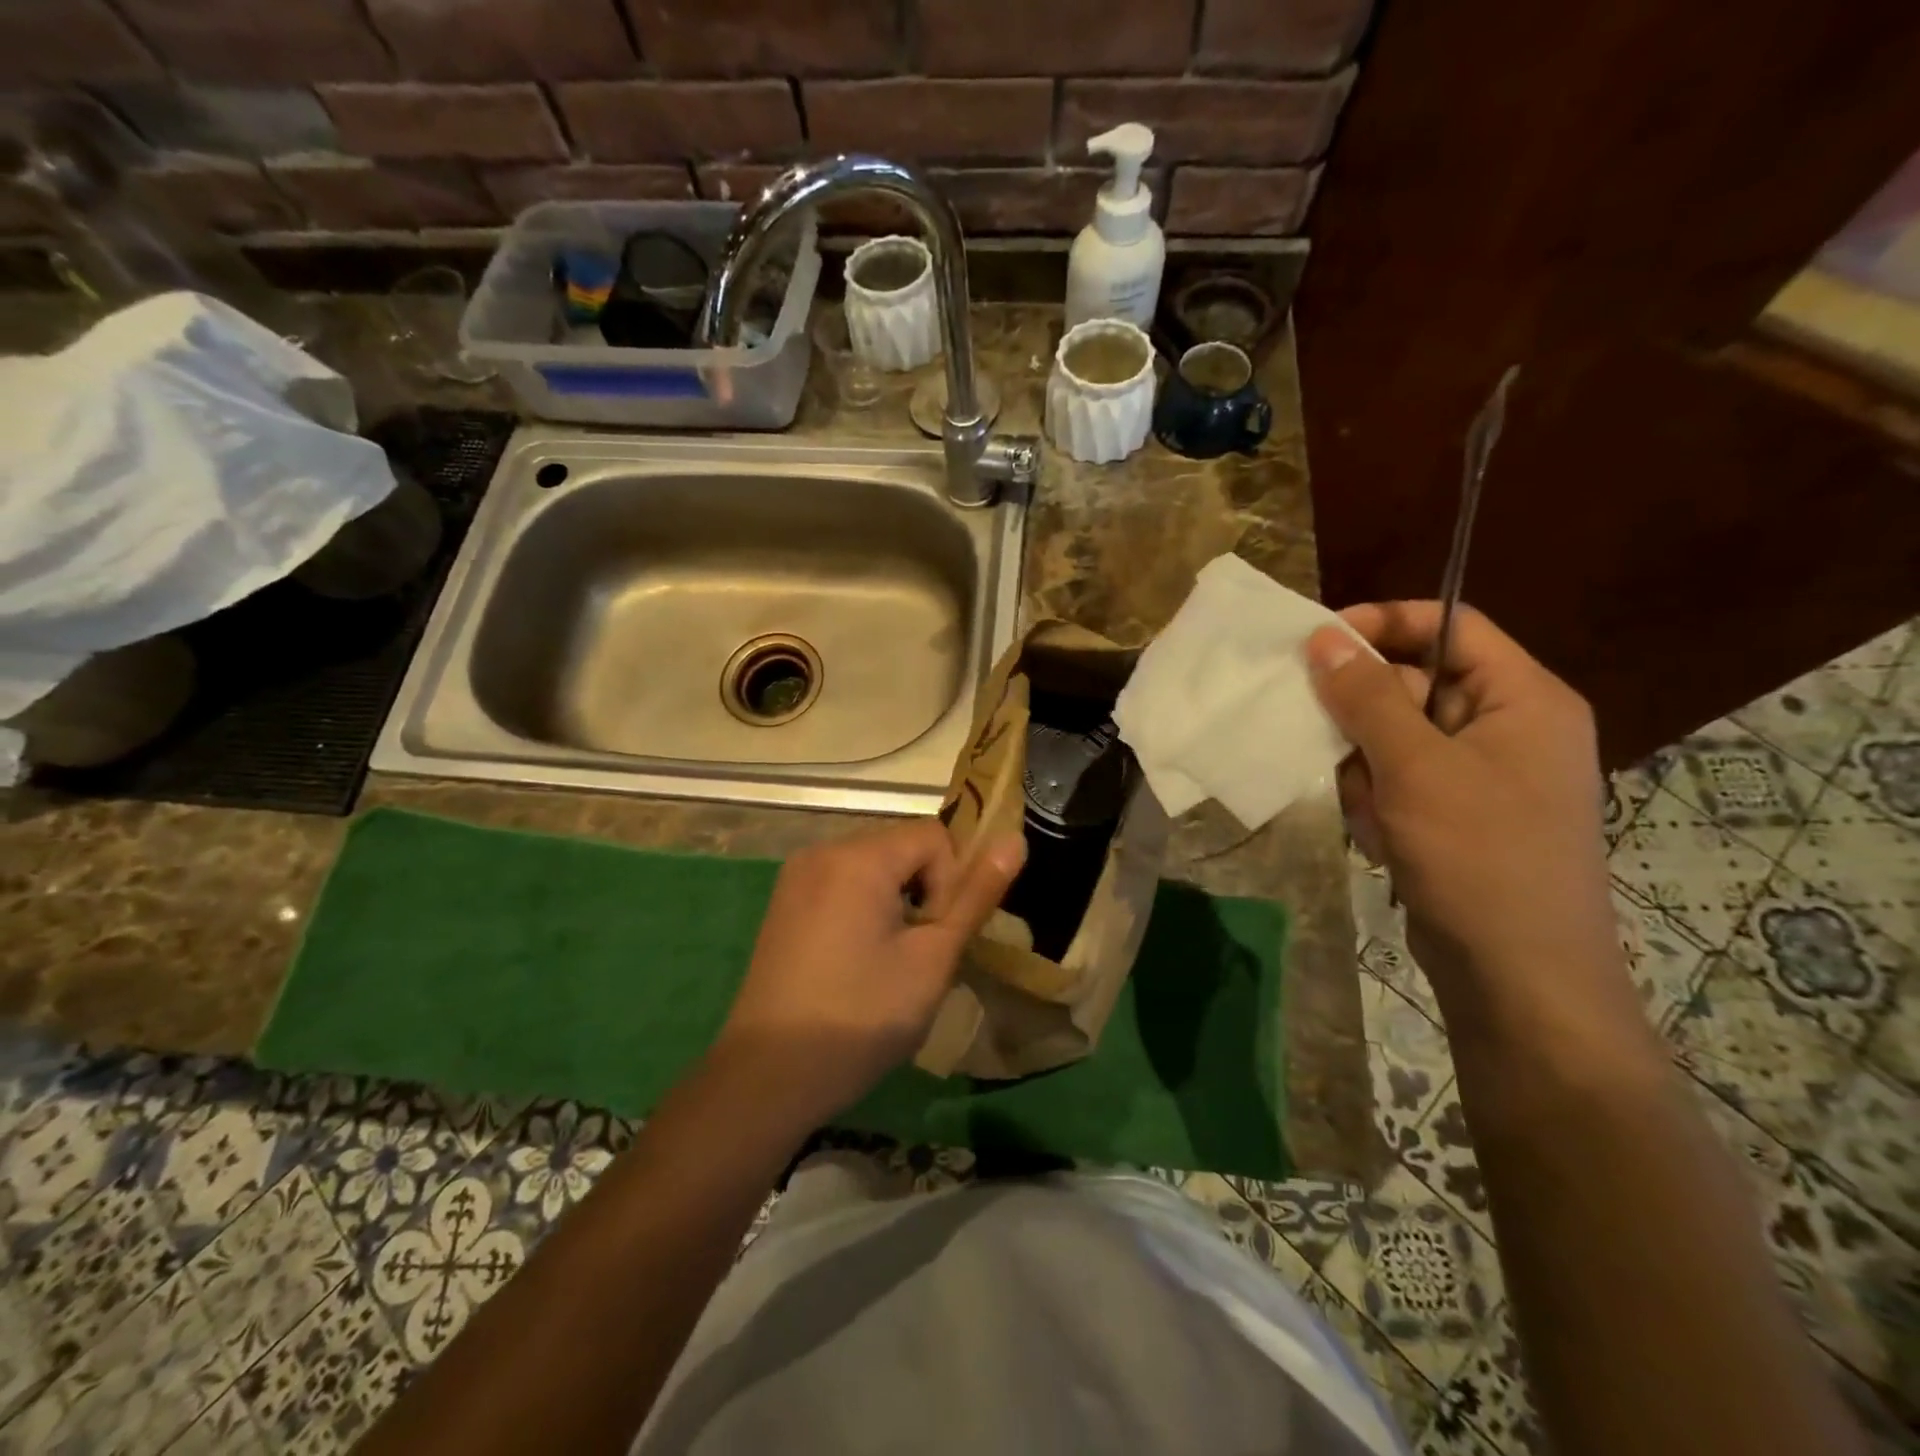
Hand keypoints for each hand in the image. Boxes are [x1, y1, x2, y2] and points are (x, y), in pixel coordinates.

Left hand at [713, 821, 1026, 1127]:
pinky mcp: (784, 904)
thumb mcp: (932, 959)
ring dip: (897, 902)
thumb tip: (1014, 840)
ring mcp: (797, 877)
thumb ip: (975, 896)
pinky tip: (857, 961)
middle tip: (919, 954)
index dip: (951, 883)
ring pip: (874, 867)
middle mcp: (823, 851)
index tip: (938, 938)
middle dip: (925, 890)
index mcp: (859, 857)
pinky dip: (865, 908)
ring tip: (890, 961)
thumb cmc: (860, 1017)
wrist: (767, 1077)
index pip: (934, 836)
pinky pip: (843, 884)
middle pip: (901, 846)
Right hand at [1307, 602, 1639, 1037]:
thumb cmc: (1478, 856)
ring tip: (1371, 810)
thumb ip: (1367, 696)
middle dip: (1366, 716)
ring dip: (1365, 766)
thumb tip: (1323, 638)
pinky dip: (1375, 799)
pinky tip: (1379, 835)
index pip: (1451, 626)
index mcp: (1523, 698)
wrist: (1517, 976)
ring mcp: (1480, 773)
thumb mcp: (1415, 767)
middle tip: (1334, 746)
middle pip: (1415, 682)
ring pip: (1394, 735)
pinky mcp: (1454, 811)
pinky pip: (1397, 777)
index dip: (1384, 623)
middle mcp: (1507, 726)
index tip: (1317, 642)